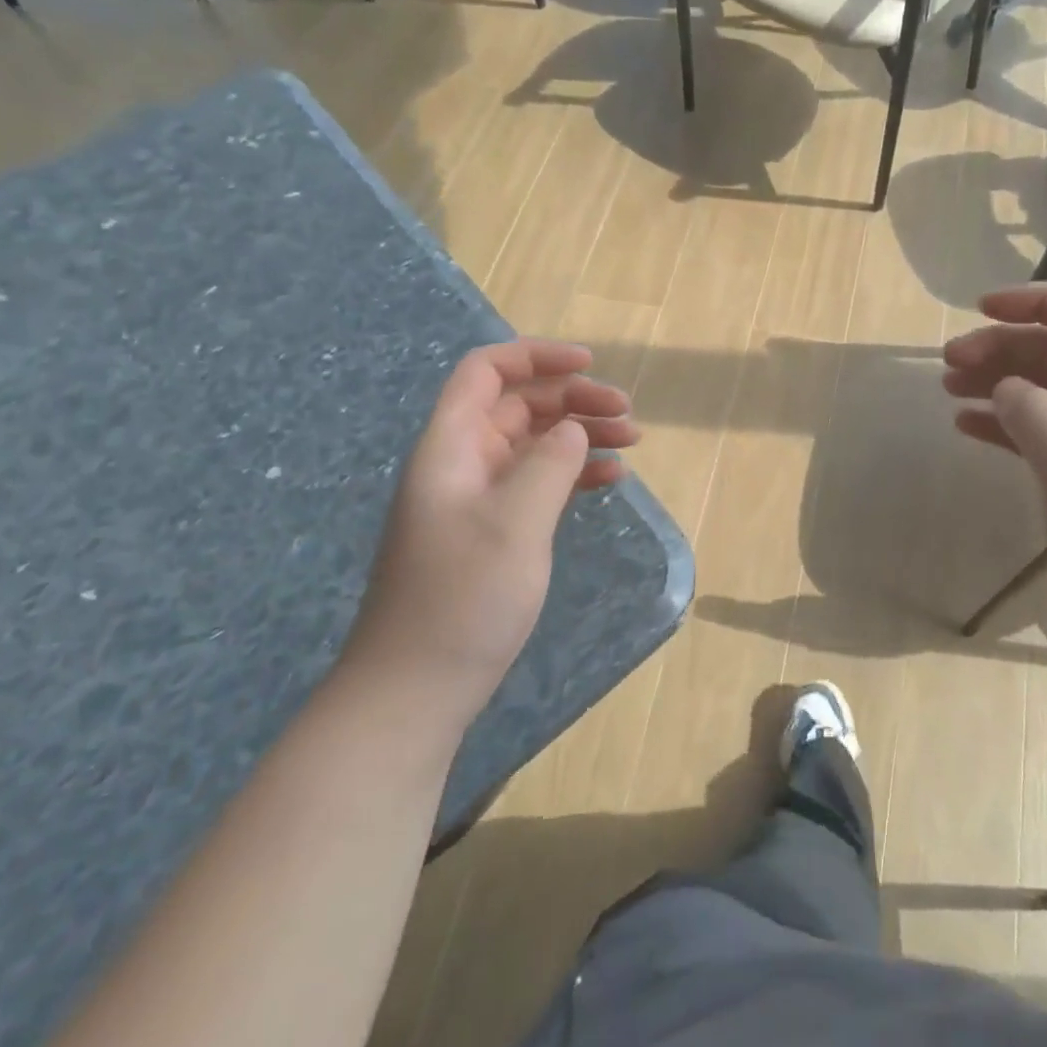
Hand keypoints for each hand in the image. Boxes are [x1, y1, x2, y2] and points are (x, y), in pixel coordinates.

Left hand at [343, 341, 638, 714]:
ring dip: (580, 435)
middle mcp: (462, 463)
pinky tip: (609, 480)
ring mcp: (477, 499)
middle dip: (574, 400)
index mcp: (452, 447)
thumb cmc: (462, 599)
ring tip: (631, 443)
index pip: (487, 372)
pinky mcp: (493, 531)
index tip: (590, 365)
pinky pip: (537, 482)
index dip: (536, 356)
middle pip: (519, 405)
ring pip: (534, 443)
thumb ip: (550, 464)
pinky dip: (573, 473)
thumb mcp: (515, 523)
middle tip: (627, 416)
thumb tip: (573, 429)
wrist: (415, 690)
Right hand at [942, 287, 1046, 661]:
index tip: (981, 310)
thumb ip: (1033, 411)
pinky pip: (1038, 436)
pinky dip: (1002, 426)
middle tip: (948, 364)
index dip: (1036, 302)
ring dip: (996, 384)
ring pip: (1043, 394)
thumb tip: (1005, 389)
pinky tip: (967, 427)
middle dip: (1002, 348)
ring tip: (948, 390)